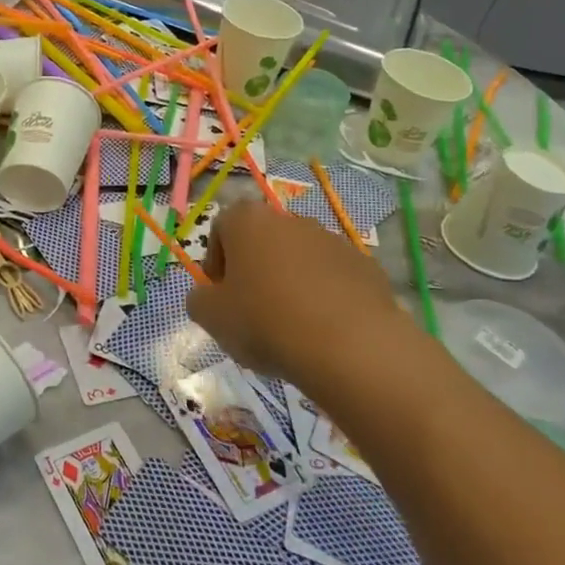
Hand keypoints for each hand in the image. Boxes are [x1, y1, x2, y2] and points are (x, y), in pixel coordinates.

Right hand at [186, 202, 419, 401]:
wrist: (349, 345)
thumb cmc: (266, 322)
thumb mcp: (211, 317)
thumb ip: (199, 300)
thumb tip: (207, 296)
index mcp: (248, 221)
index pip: (222, 227)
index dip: (216, 260)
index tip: (220, 293)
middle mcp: (290, 220)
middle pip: (263, 240)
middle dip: (255, 269)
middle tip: (252, 310)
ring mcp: (332, 239)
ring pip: (300, 257)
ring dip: (291, 281)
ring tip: (291, 325)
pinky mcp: (364, 265)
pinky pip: (333, 277)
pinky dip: (325, 295)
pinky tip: (324, 329)